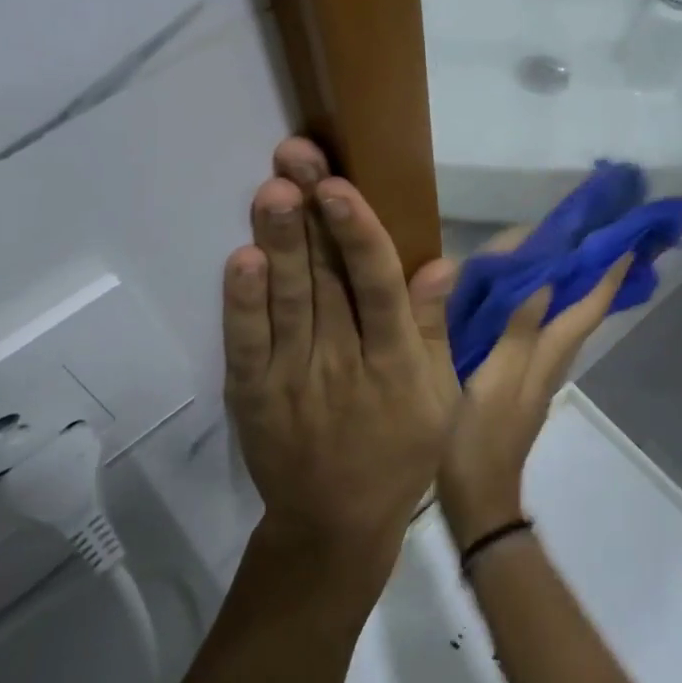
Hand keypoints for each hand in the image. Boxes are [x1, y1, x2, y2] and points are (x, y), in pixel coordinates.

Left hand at [222, 139, 458, 572]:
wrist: (334, 524)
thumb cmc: (399, 454)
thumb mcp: (439, 399)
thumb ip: (433, 330)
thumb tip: (440, 262)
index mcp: (394, 363)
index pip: (377, 289)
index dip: (358, 236)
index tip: (341, 187)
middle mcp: (343, 362)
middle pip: (325, 280)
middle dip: (310, 215)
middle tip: (294, 158)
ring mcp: (293, 378)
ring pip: (286, 300)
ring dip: (279, 242)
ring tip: (271, 188)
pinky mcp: (253, 392)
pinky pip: (246, 343)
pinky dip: (242, 303)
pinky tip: (242, 259)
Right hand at [438, 253, 631, 550]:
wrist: (477, 500)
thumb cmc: (478, 441)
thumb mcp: (493, 383)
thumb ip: (517, 334)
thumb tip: (546, 282)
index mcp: (545, 357)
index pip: (586, 308)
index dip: (606, 274)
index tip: (626, 241)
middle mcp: (548, 361)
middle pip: (579, 311)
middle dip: (590, 273)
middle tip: (594, 235)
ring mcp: (532, 373)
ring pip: (560, 320)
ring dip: (568, 287)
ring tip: (563, 253)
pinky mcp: (515, 381)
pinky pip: (536, 332)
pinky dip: (539, 306)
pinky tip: (523, 296)